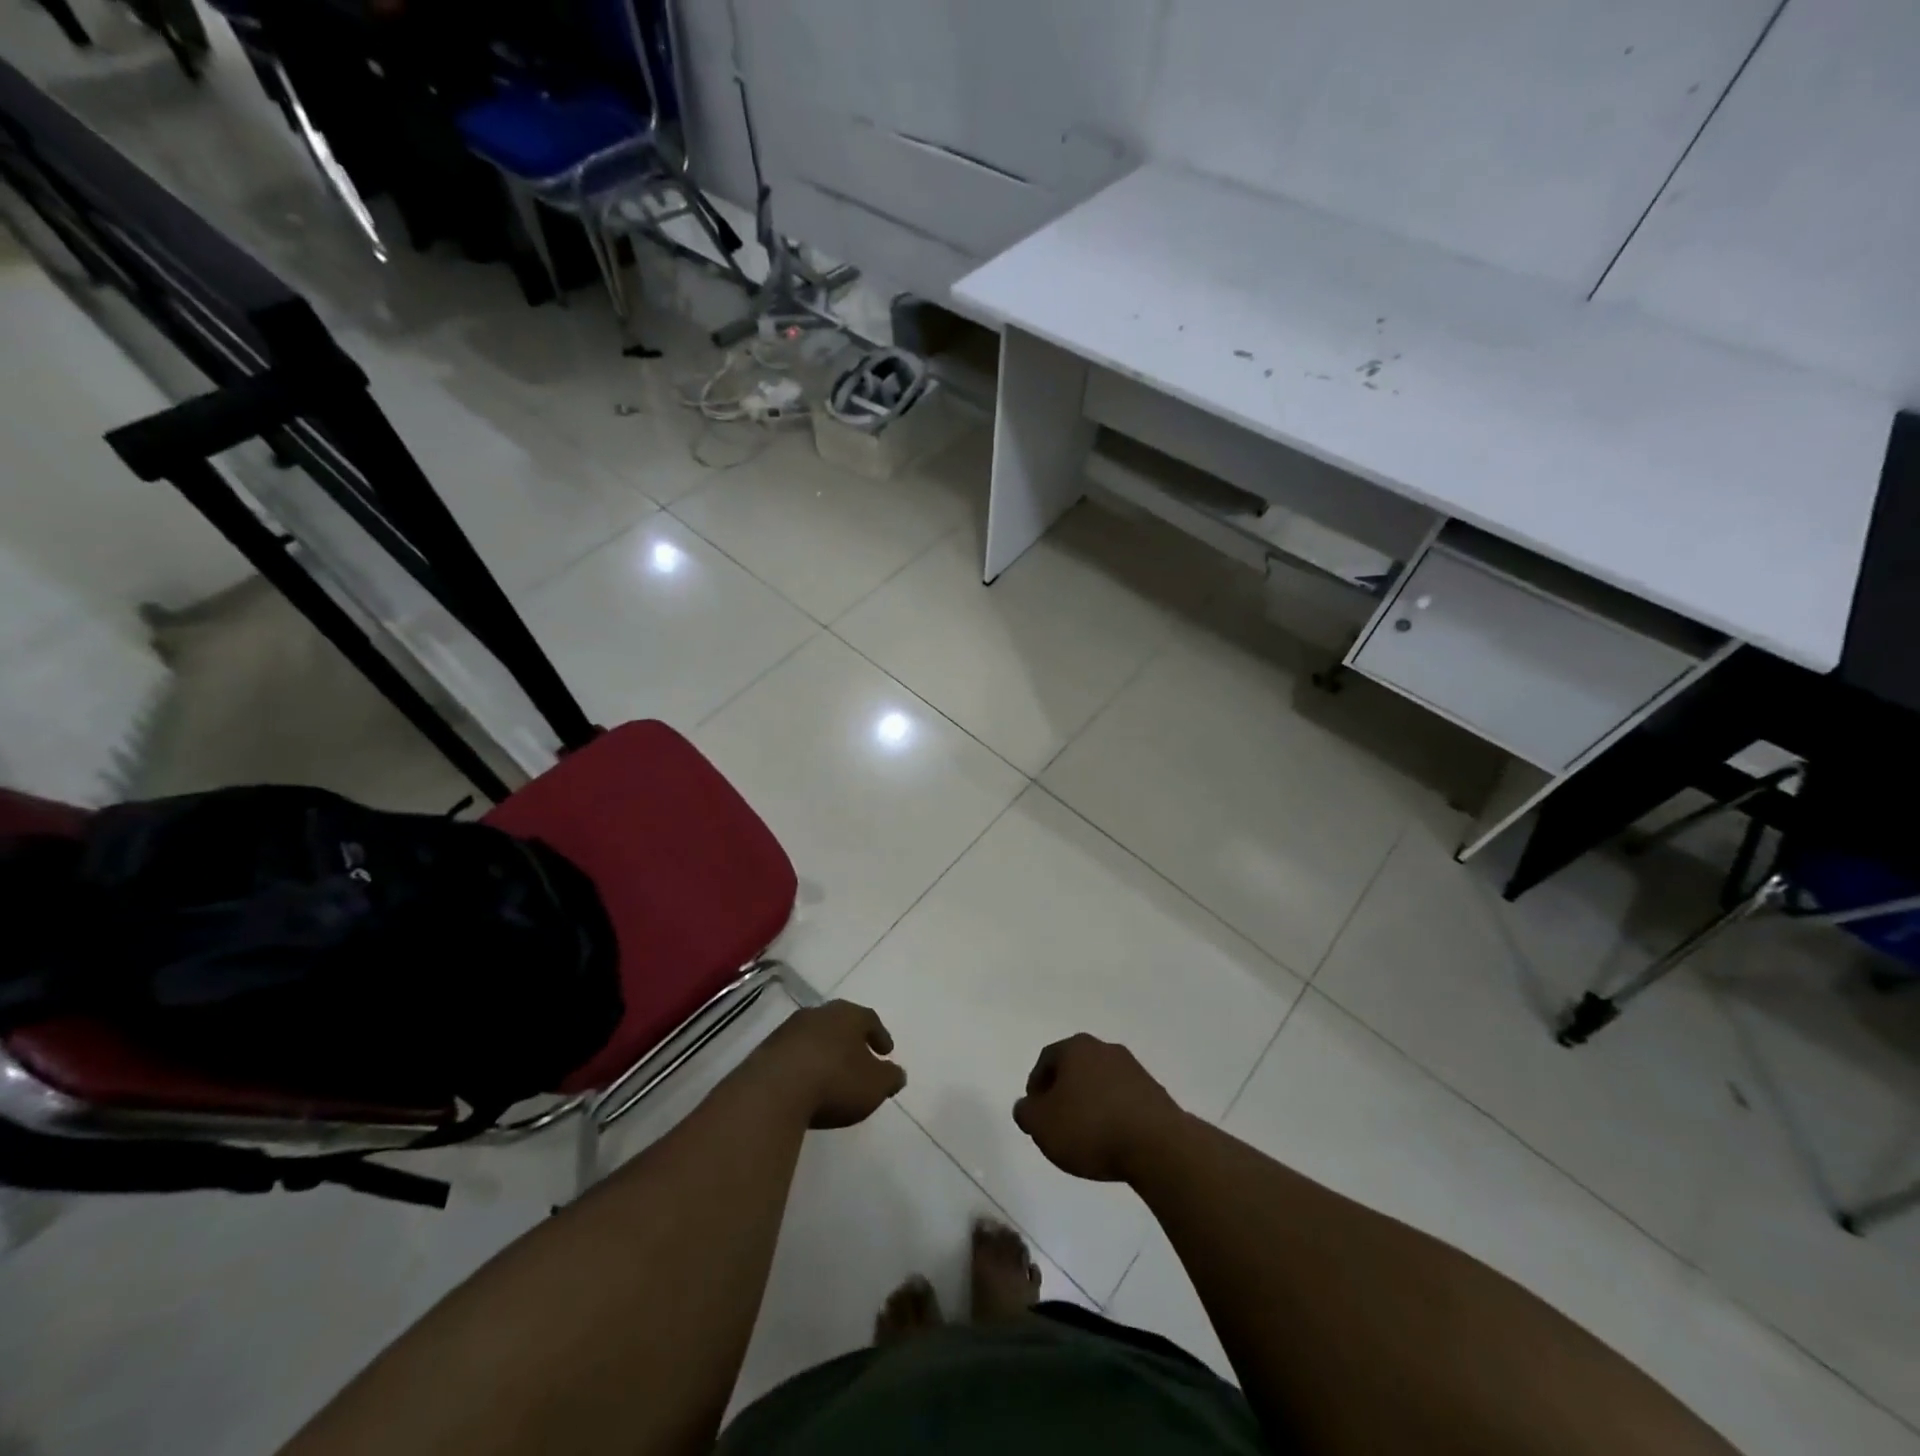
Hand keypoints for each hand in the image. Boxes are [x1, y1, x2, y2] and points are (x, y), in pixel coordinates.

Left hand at [753, 1001, 906, 1128]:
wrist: (774, 1091)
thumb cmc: (835, 1081)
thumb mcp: (874, 1085)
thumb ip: (890, 1078)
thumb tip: (897, 1073)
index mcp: (847, 1015)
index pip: (869, 1019)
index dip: (879, 1035)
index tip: (886, 1051)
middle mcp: (818, 1014)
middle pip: (839, 1023)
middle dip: (850, 1040)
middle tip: (859, 1058)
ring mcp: (788, 1030)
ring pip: (814, 1036)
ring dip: (824, 1051)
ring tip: (830, 1073)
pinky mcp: (765, 1050)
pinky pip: (792, 1054)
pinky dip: (802, 1064)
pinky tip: (805, 1084)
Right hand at [1013, 1034, 1186, 1182]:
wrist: (1156, 1145)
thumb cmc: (1090, 1128)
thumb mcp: (1042, 1124)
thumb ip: (1026, 1112)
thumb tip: (1026, 1106)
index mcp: (1076, 1047)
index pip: (1047, 1059)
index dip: (1036, 1086)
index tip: (1035, 1112)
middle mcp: (1105, 1049)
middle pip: (1075, 1067)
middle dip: (1064, 1092)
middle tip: (1057, 1121)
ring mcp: (1133, 1069)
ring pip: (1100, 1082)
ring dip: (1090, 1102)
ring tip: (1086, 1135)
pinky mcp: (1155, 1092)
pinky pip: (1123, 1099)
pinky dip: (1113, 1114)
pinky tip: (1112, 1139)